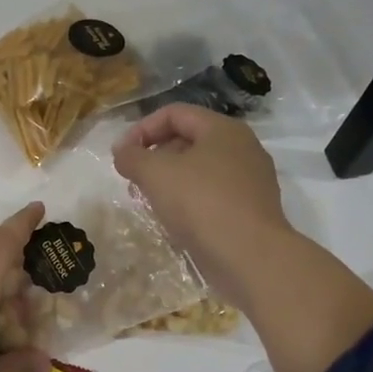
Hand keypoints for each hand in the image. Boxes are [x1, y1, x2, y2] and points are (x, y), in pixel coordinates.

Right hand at [111, 104, 294, 312]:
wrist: (251, 258)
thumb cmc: (201, 204)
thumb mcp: (156, 174)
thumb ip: (132, 157)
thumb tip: (122, 152)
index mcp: (223, 129)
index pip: (175, 114)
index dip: (142, 128)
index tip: (121, 155)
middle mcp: (242, 148)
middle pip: (188, 140)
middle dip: (154, 156)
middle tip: (133, 179)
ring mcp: (250, 181)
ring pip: (199, 170)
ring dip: (169, 181)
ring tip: (148, 201)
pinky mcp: (250, 210)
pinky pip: (212, 195)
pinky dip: (188, 201)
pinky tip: (173, 220)